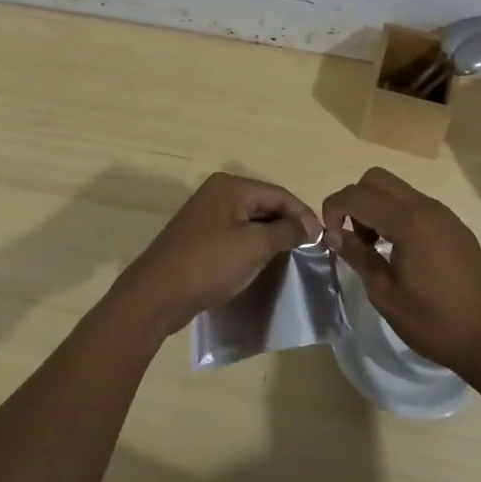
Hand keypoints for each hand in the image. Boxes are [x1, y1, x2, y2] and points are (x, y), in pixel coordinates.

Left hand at [113, 173, 321, 339]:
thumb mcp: (254, 247)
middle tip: (310, 250)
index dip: (303, 214)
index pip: (278, 193)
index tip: (323, 238)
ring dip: (271, 236)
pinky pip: (236, 233)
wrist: (157, 294)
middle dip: (288, 224)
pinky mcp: (200, 236)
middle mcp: (218, 192)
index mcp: (230, 186)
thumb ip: (285, 231)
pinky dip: (252, 245)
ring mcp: (206, 214)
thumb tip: (309, 225)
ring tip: (292, 257)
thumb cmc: (209, 264)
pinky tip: (263, 262)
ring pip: (250, 220)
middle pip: (264, 204)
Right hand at [322, 167, 480, 380]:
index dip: (334, 208)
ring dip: (377, 207)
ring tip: (376, 247)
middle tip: (354, 237)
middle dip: (356, 201)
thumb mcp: (385, 294)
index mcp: (407, 221)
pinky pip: (417, 205)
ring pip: (398, 190)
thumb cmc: (434, 322)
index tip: (330, 236)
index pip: (357, 195)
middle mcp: (426, 207)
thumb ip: (358, 256)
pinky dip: (398, 215)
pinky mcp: (455, 226)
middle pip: (377, 179)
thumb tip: (334, 234)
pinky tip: (402, 252)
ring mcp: (444, 214)